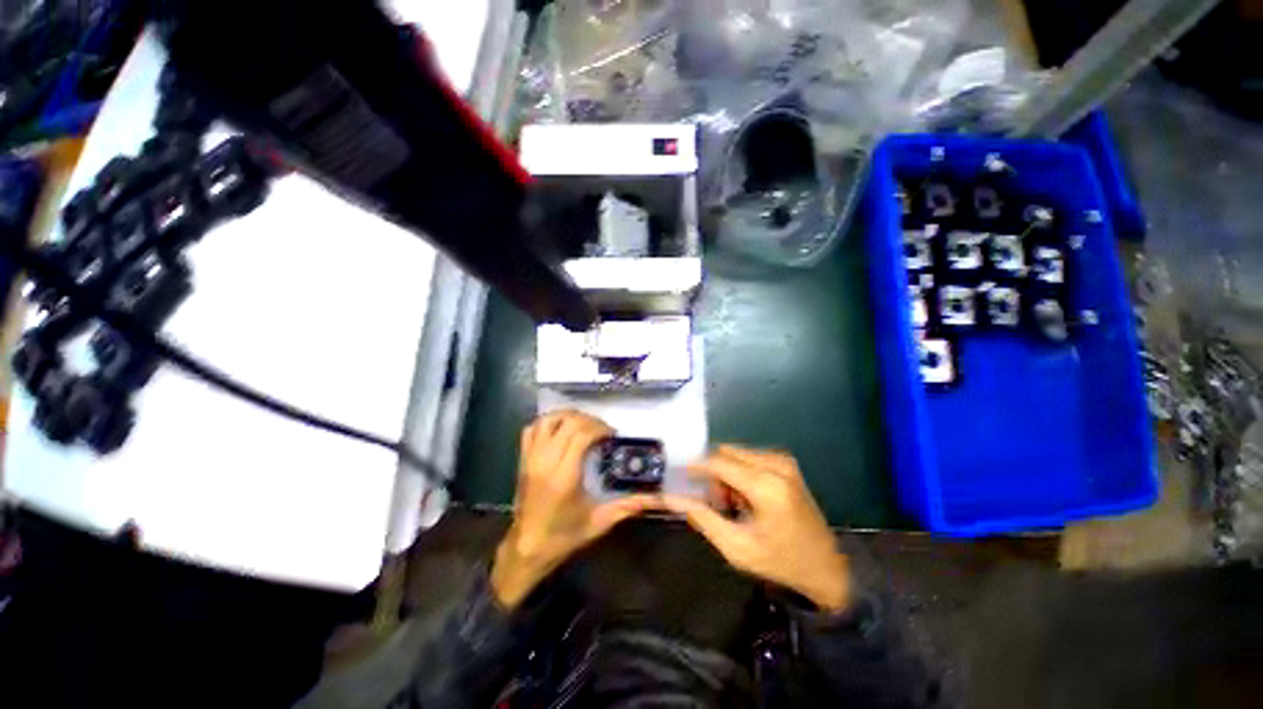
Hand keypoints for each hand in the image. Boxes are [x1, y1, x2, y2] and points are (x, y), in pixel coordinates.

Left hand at [491, 410, 657, 609]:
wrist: (526, 548)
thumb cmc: (563, 536)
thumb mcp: (599, 522)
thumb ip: (628, 506)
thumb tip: (659, 499)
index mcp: (564, 476)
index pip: (581, 435)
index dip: (600, 428)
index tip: (612, 435)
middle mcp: (545, 461)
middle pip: (567, 423)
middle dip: (589, 420)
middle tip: (603, 430)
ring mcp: (531, 458)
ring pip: (548, 420)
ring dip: (569, 416)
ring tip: (584, 424)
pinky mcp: (523, 459)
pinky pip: (531, 429)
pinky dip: (548, 422)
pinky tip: (561, 429)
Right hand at [661, 446, 851, 613]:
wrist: (826, 567)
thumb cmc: (780, 562)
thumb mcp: (737, 547)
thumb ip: (702, 519)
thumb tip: (672, 499)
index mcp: (766, 486)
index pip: (719, 463)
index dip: (696, 467)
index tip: (680, 476)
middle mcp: (776, 465)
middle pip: (726, 454)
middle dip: (714, 474)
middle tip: (717, 503)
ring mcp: (784, 461)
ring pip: (737, 454)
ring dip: (727, 474)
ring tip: (734, 504)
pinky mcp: (787, 463)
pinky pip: (750, 457)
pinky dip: (740, 472)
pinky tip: (747, 497)